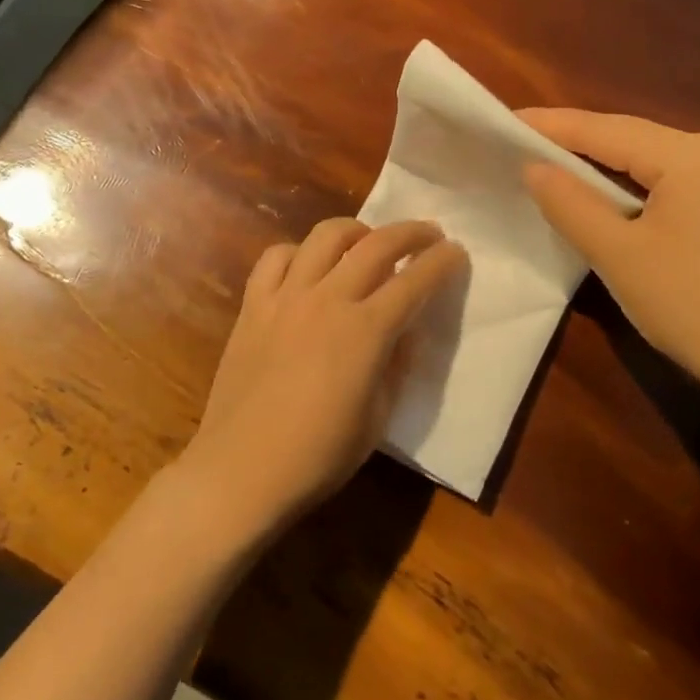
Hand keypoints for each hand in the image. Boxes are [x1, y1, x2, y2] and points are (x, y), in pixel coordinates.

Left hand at [182, 218, 464, 535]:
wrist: (242, 469)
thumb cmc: (319, 455)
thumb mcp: (379, 416)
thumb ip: (397, 364)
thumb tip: (405, 330)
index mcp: (366, 331)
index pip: (415, 281)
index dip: (442, 262)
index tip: (456, 252)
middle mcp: (328, 300)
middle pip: (376, 244)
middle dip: (410, 232)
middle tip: (428, 234)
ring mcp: (285, 297)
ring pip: (325, 237)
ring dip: (357, 230)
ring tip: (368, 241)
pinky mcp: (253, 305)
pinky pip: (276, 258)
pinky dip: (299, 252)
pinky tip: (308, 267)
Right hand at [519, 109, 699, 421]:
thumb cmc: (692, 307)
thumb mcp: (617, 255)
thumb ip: (570, 203)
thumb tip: (534, 166)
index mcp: (691, 156)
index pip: (605, 129)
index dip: (551, 125)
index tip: (506, 120)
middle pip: (633, 139)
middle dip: (578, 143)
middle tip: (524, 145)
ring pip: (656, 161)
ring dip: (607, 166)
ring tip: (558, 169)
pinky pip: (678, 182)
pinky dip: (638, 187)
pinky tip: (614, 200)